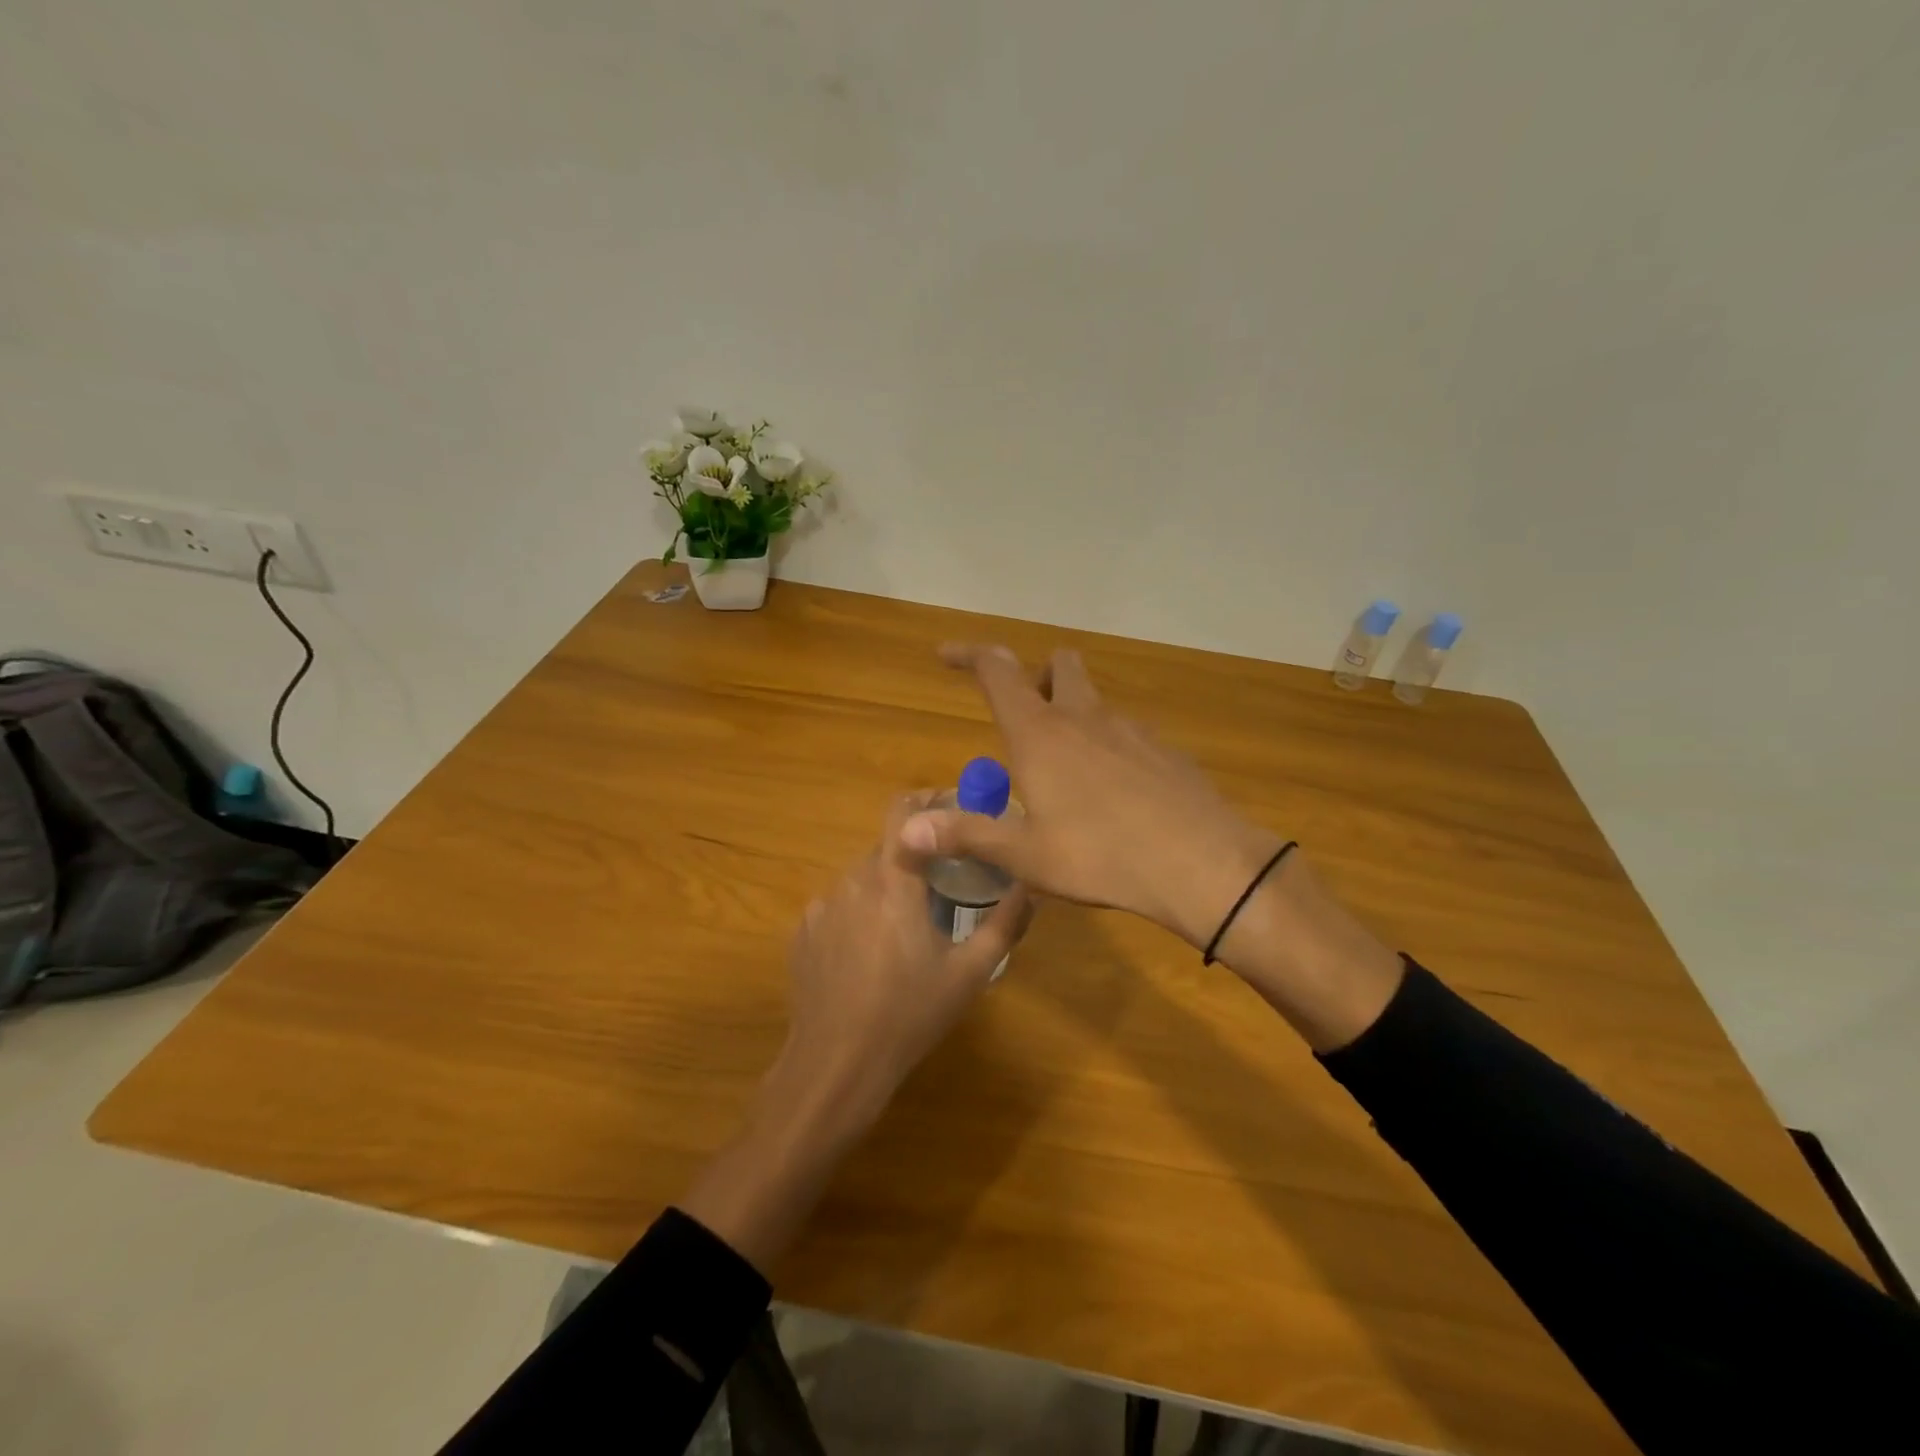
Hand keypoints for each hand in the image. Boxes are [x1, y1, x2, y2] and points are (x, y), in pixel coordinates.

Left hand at [681, 792, 1032, 1271]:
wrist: (836, 1066)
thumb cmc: (909, 1016)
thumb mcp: (970, 973)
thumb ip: (1005, 923)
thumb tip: (1031, 886)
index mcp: (892, 882)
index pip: (904, 811)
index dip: (928, 799)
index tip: (954, 809)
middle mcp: (851, 881)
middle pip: (886, 848)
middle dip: (915, 858)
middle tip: (942, 887)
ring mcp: (820, 907)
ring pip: (861, 878)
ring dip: (887, 889)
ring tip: (907, 931)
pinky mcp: (802, 932)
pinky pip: (837, 907)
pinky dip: (858, 915)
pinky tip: (869, 957)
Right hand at [899, 645, 1281, 948]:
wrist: (1200, 863)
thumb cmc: (1100, 856)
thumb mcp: (1025, 855)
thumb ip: (966, 835)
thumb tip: (905, 831)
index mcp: (1041, 733)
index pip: (997, 671)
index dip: (969, 655)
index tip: (946, 654)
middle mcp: (1085, 717)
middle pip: (1059, 664)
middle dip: (1036, 674)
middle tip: (1024, 713)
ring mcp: (1131, 729)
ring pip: (1095, 700)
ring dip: (1074, 714)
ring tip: (1065, 770)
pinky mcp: (1165, 750)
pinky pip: (1127, 734)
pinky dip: (1109, 746)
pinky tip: (1114, 794)